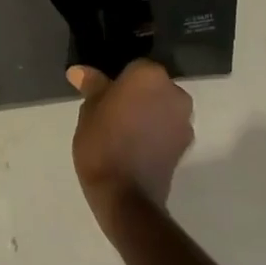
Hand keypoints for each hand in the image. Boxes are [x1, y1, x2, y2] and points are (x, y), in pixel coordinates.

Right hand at [66, 60, 194, 233]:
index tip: (105, 96)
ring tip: (124, 132)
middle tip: (113, 112)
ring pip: (162, 107)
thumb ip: (92, 86)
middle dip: (137, 95)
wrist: (126, 197)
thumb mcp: (89, 111)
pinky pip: (168, 128)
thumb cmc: (102, 143)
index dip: (118, 81)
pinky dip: (156, 132)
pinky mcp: (186, 146)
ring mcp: (184, 120)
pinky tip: (136, 146)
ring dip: (149, 114)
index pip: (134, 67)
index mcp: (149, 75)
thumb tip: (78, 71)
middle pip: (152, 86)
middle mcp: (174, 92)